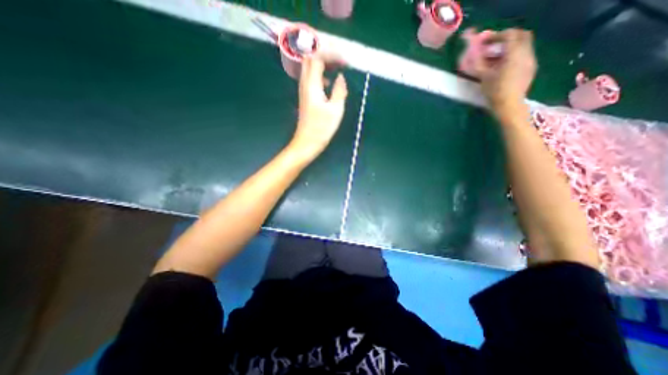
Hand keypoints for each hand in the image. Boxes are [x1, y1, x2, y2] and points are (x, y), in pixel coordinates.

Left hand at [289, 54, 349, 159]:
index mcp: (312, 85)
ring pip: (310, 68)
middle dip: (325, 55)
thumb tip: (341, 77)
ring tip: (337, 68)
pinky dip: (321, 74)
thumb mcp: (335, 110)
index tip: (346, 62)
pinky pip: (311, 78)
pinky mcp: (305, 97)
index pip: (318, 58)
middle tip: (340, 61)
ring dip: (323, 64)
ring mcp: (303, 90)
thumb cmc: (321, 129)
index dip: (332, 55)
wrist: (307, 142)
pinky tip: (329, 84)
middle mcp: (305, 84)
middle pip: (310, 59)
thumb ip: (339, 91)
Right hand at [475, 29, 535, 121]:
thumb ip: (479, 63)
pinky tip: (503, 67)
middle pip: (521, 36)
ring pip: (523, 45)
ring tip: (496, 59)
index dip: (497, 36)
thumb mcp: (483, 77)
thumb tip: (472, 54)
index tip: (486, 42)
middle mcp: (526, 53)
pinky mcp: (531, 68)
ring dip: (511, 48)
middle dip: (507, 39)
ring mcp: (531, 60)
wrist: (509, 106)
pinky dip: (514, 56)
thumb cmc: (494, 92)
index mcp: (515, 53)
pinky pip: (524, 55)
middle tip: (494, 47)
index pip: (510, 35)